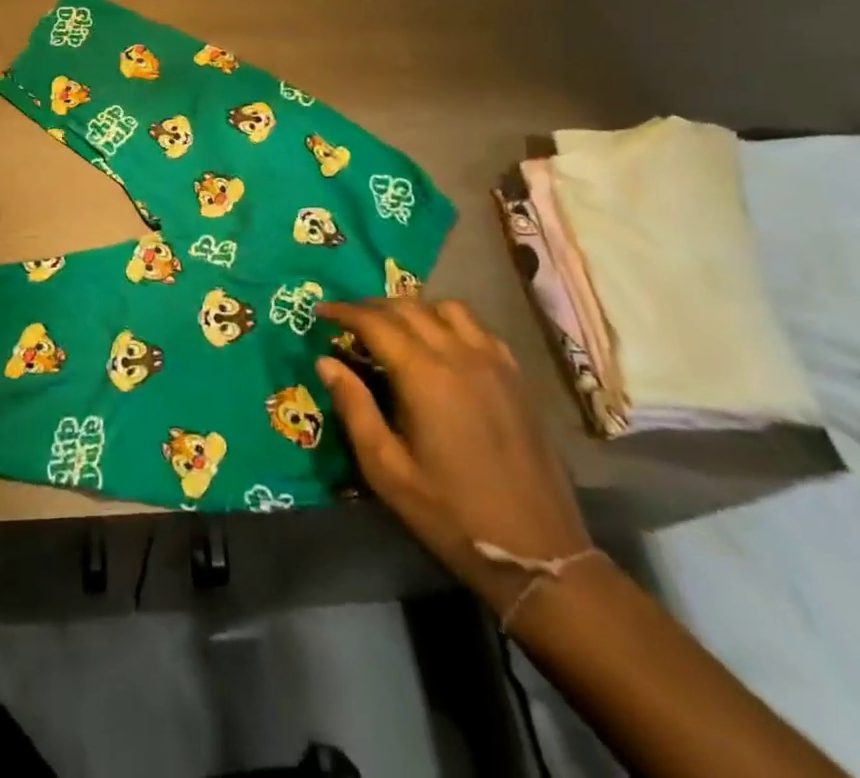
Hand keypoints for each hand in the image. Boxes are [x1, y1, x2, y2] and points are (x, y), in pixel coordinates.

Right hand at [315, 298, 590, 614]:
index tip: (319, 312)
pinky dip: (449, 322)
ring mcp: (494, 362)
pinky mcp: (516, 376)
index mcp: (424, 375)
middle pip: (408, 307)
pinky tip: (440, 345)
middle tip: (347, 321)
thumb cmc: (452, 514)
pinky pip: (477, 328)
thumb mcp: (387, 470)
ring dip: (412, 309)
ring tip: (393, 329)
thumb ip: (354, 408)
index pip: (375, 322)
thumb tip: (325, 361)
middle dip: (371, 307)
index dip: (343, 311)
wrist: (540, 553)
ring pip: (445, 308)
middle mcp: (460, 355)